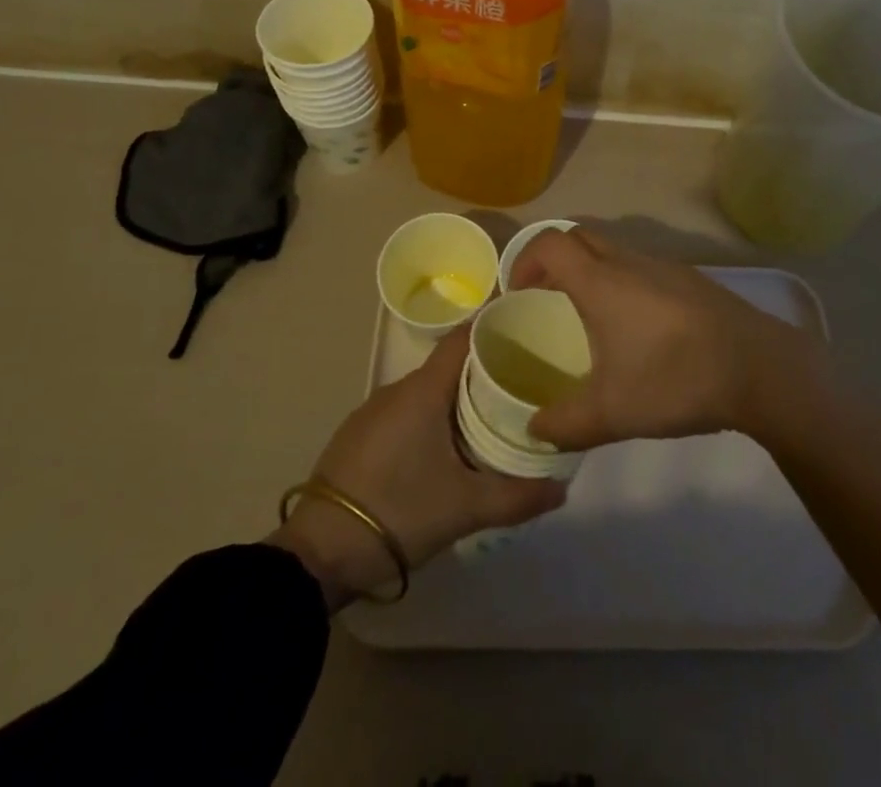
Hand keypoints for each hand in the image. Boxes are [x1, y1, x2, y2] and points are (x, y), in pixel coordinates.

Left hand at [272, 328, 565, 606]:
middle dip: (487, 366)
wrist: (317, 554)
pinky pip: (409, 410)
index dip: (496, 326)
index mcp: (424, 389)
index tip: (529, 329)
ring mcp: (374, 411)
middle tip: (526, 380)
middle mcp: (398, 388)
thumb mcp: (464, 508)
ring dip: (460, 395)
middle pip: (450, 363)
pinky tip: (451, 444)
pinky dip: (435, 415)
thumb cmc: (397, 512)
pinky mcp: (361, 435)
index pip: (465, 336)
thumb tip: (563, 487)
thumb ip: (517, 496)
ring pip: (429, 389)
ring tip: (496, 413)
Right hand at [509, 228, 819, 450]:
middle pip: (580, 237)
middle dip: (554, 260)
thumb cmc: (677, 379)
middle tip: (545, 299)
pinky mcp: (690, 279)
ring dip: (590, 270)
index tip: (517, 294)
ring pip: (613, 250)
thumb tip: (534, 430)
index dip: (524, 260)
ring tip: (587, 316)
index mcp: (602, 282)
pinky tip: (635, 327)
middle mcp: (630, 262)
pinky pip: (641, 266)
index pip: (551, 244)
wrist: (760, 368)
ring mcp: (664, 266)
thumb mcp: (613, 413)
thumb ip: (565, 424)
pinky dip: (621, 281)